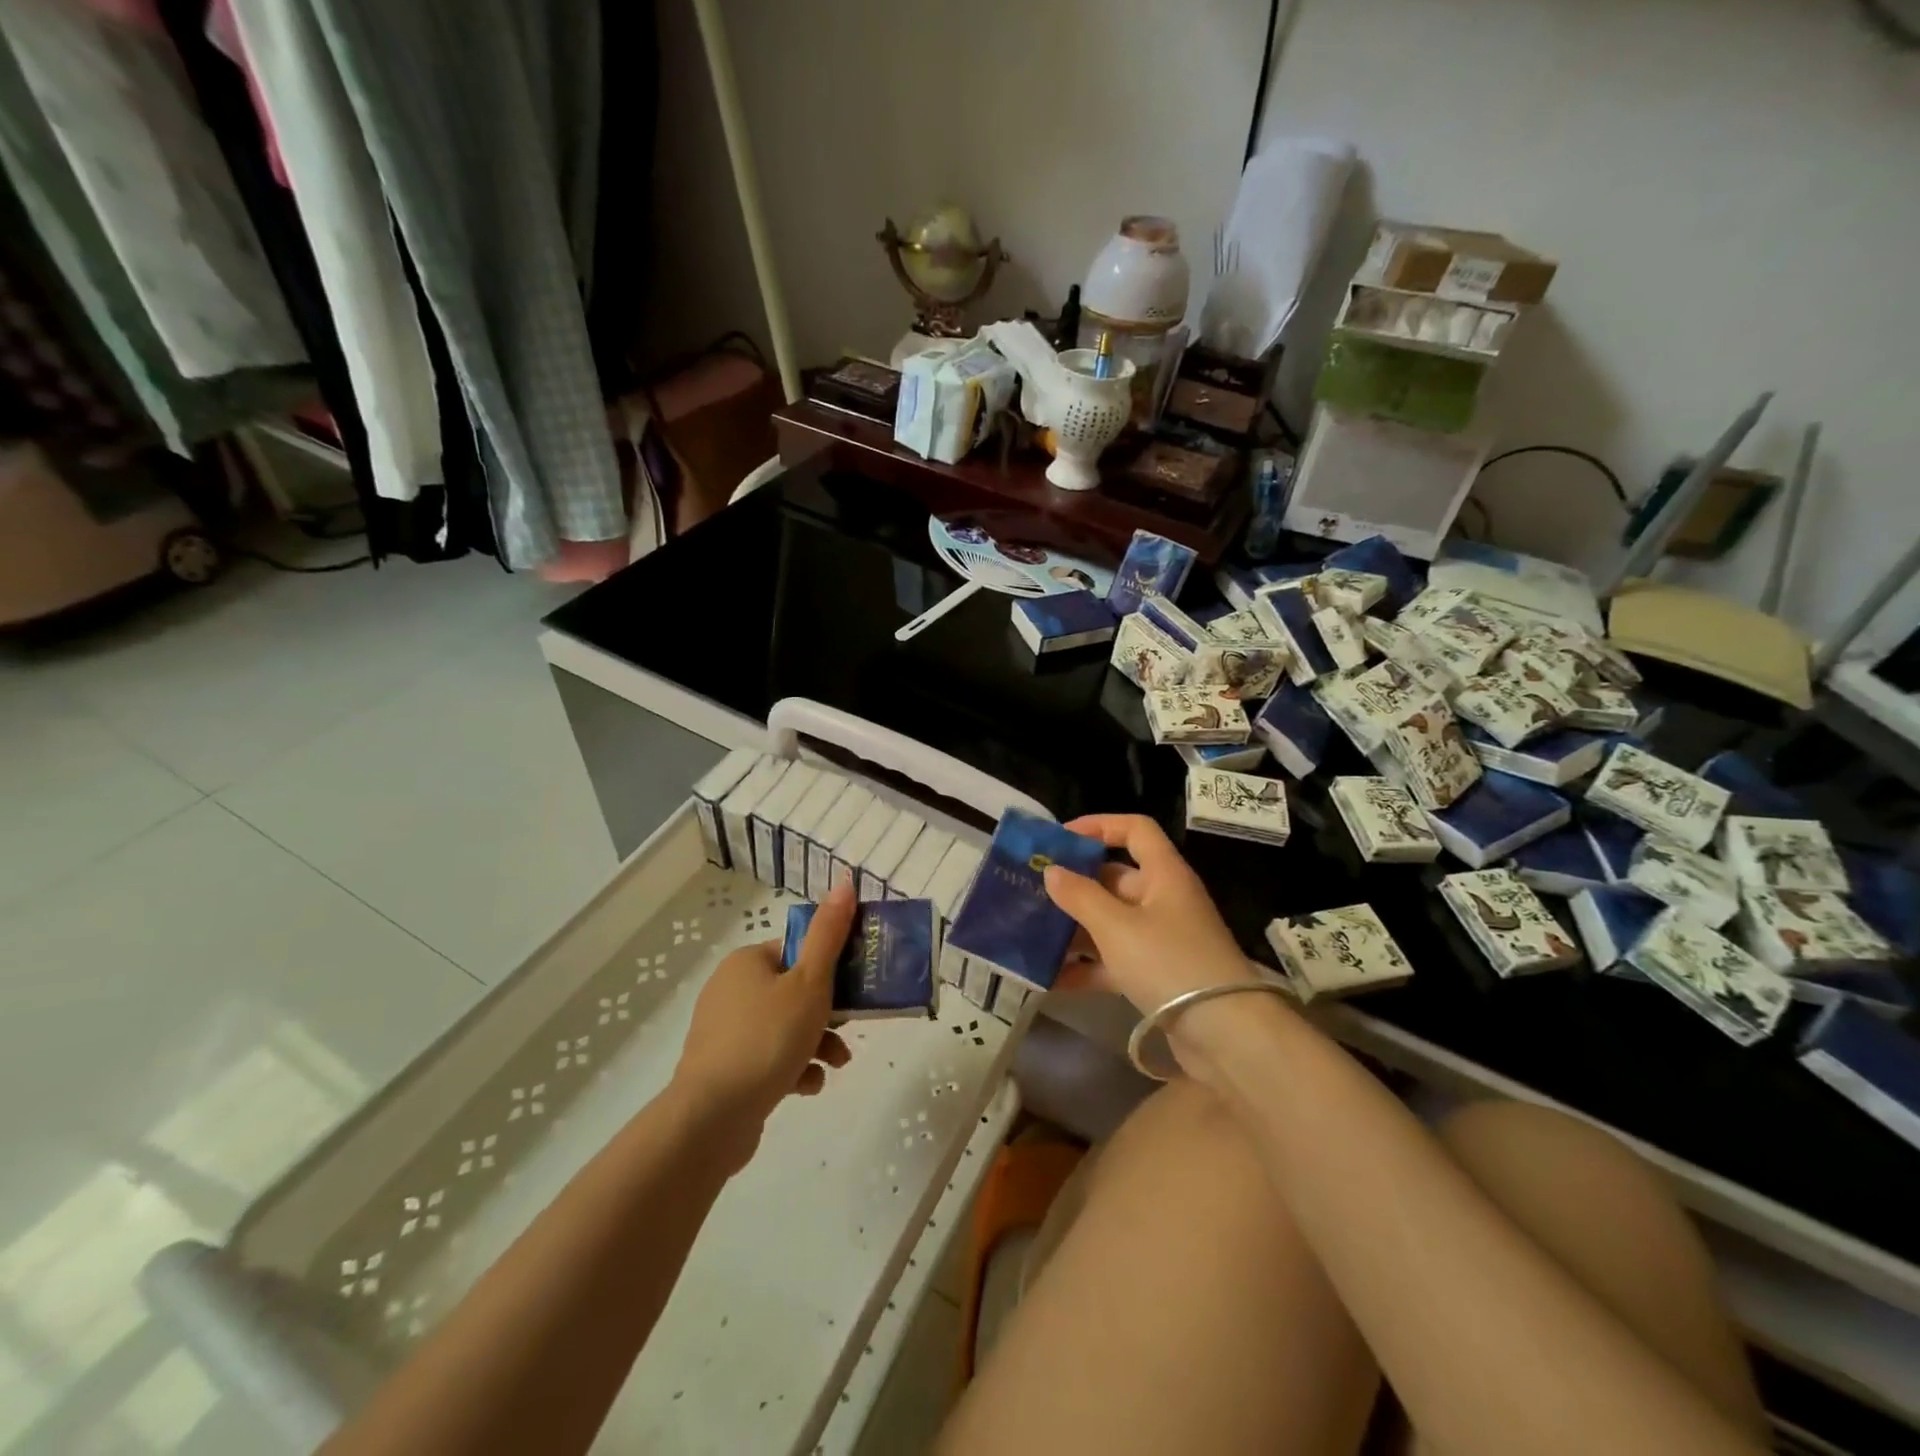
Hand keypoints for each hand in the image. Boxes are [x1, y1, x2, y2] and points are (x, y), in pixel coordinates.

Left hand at [672, 879, 855, 1168]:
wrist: (712, 1117)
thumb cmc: (768, 1038)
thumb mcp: (810, 983)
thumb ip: (830, 934)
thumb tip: (845, 881)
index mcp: (748, 962)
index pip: (798, 951)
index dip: (831, 967)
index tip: (856, 988)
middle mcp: (731, 989)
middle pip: (795, 991)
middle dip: (829, 1013)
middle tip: (852, 1029)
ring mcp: (724, 1031)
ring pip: (785, 1027)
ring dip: (817, 1043)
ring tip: (836, 1065)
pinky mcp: (724, 1069)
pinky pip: (769, 1058)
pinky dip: (793, 1068)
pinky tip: (806, 1086)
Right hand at [1044, 815, 1268, 1074]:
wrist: (1227, 1036)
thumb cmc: (1170, 963)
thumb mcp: (1117, 926)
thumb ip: (1080, 896)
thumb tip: (1052, 871)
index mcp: (1163, 874)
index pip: (1134, 830)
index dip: (1098, 826)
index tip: (1058, 839)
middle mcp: (1164, 900)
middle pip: (1114, 879)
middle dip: (1073, 885)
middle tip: (1030, 891)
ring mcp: (1161, 940)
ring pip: (1110, 922)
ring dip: (1074, 929)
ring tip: (1030, 934)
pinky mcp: (1157, 976)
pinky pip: (1113, 961)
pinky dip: (1086, 966)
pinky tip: (1049, 978)